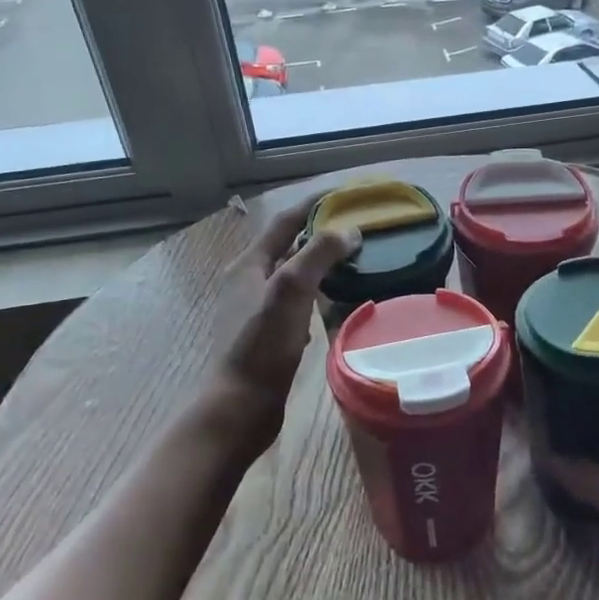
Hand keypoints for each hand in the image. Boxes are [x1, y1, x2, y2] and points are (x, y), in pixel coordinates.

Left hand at [205, 194, 358, 454]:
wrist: (240, 406)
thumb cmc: (262, 345)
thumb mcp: (290, 291)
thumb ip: (318, 254)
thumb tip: (349, 229)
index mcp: (248, 265)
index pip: (285, 221)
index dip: (314, 204)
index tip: (347, 193)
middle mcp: (249, 282)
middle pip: (289, 246)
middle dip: (321, 233)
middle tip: (359, 227)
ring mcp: (257, 310)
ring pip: (294, 275)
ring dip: (321, 263)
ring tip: (355, 259)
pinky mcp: (268, 335)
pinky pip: (297, 303)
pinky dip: (319, 294)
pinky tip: (337, 302)